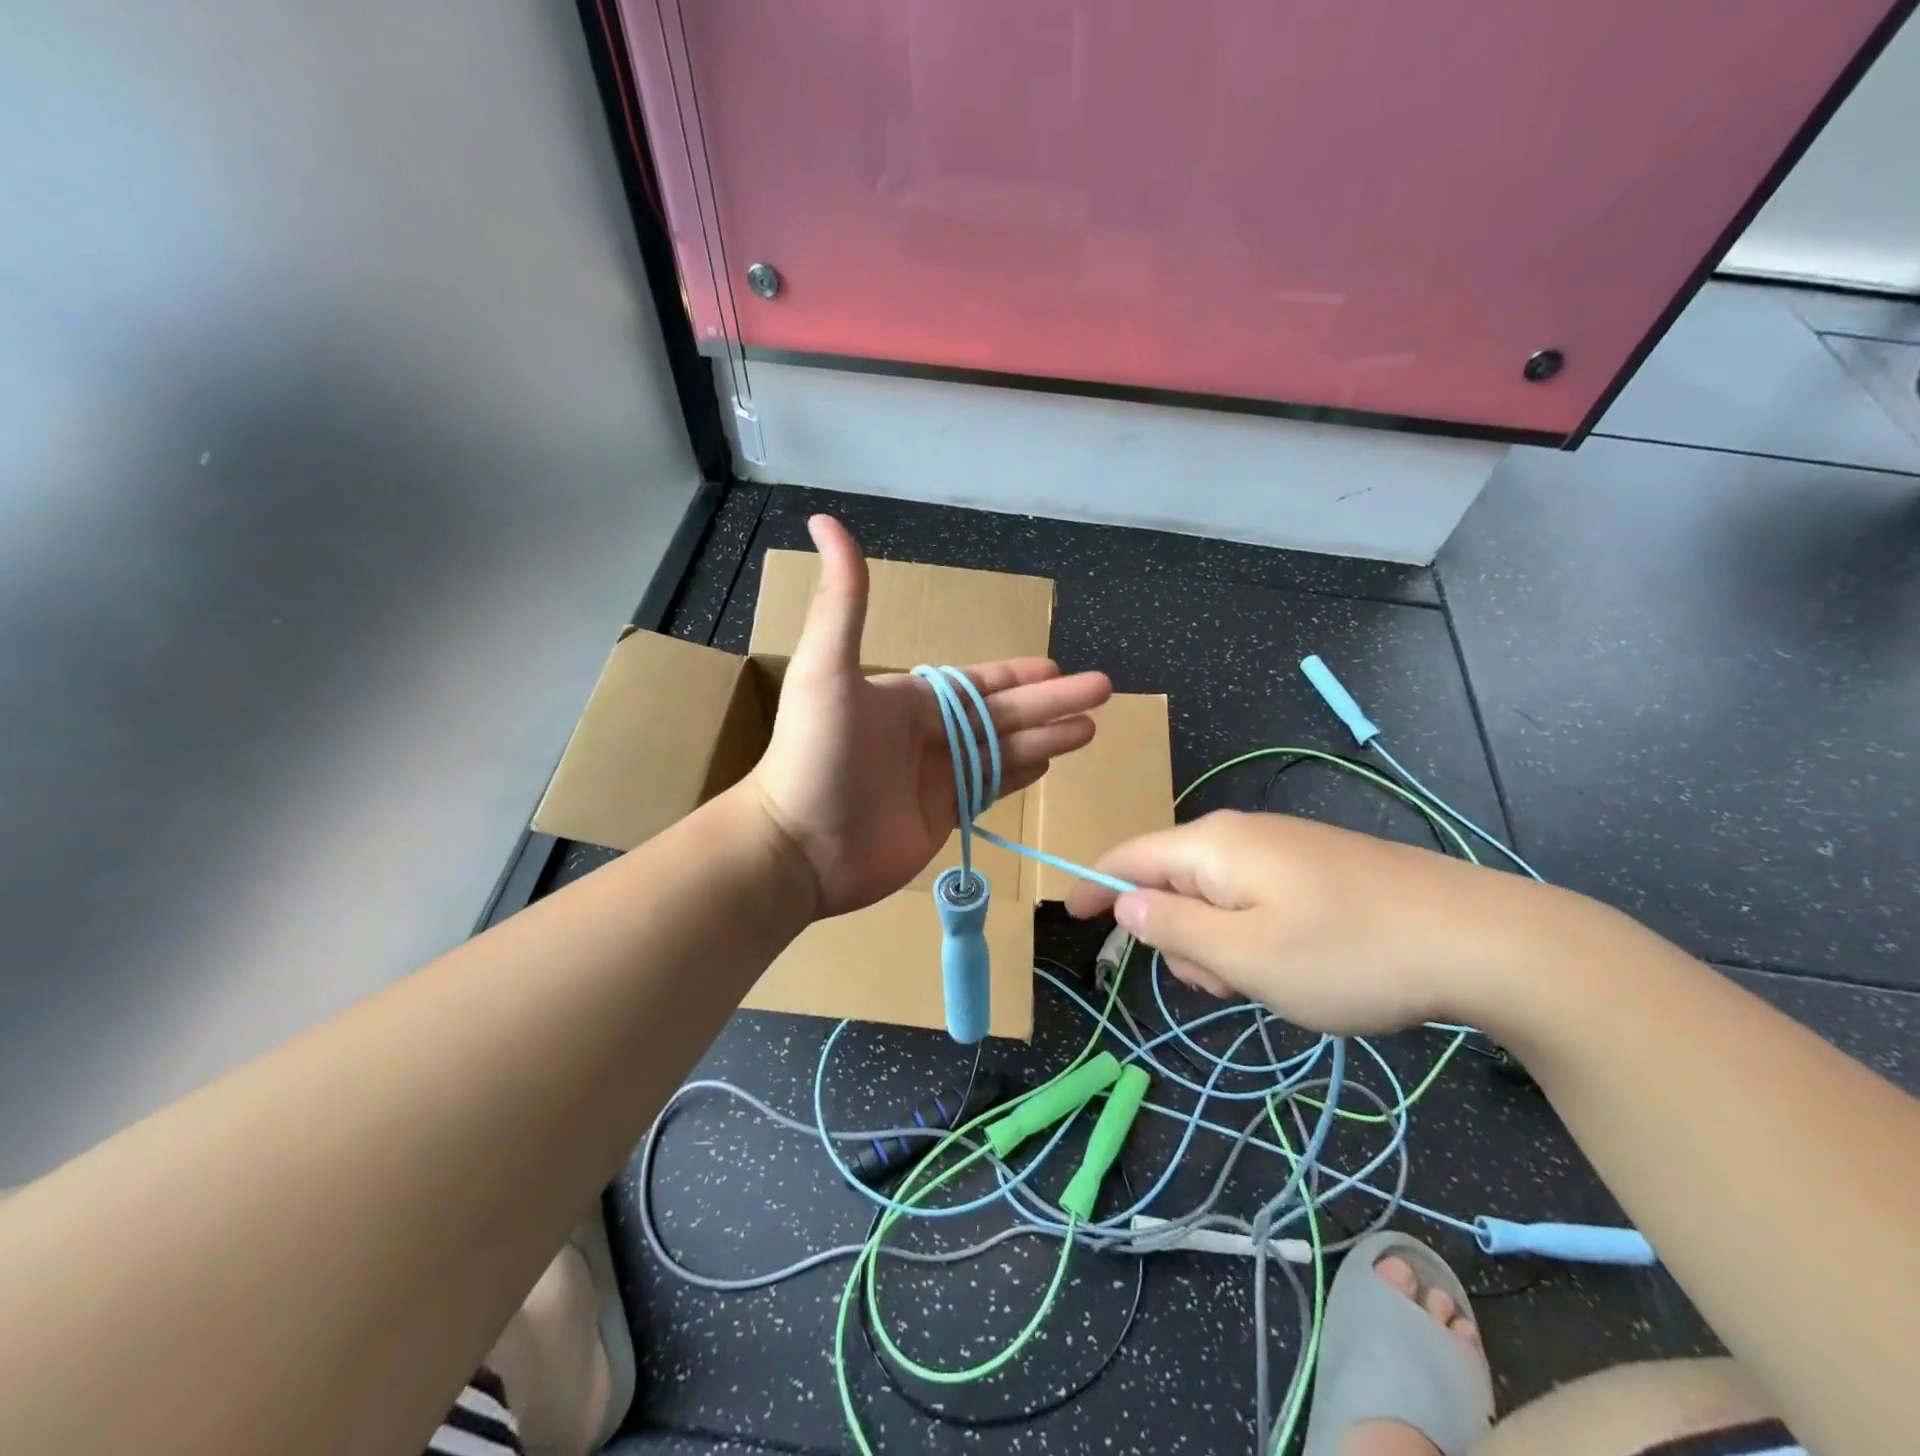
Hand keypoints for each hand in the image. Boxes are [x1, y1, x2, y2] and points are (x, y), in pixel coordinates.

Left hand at [748, 516, 1112, 917]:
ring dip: (1046, 738)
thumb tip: (826, 520)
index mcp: (909, 700)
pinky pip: (989, 789)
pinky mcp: (939, 817)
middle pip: (1003, 715)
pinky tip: (1049, 765)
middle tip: (1103, 692)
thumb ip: (843, 601)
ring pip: (1003, 752)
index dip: (1019, 676)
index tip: (1058, 669)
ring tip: (1090, 729)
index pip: (978, 684)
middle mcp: (927, 735)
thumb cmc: (815, 756)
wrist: (798, 847)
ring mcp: (935, 778)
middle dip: (1053, 704)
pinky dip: (1018, 776)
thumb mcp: (826, 670)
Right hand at [1065, 810, 1559, 1032]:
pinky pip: (1257, 899)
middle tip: (1223, 986)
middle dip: (1178, 938)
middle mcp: (1241, 835)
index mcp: (1212, 847)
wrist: (1484, 939)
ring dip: (1222, 946)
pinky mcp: (1319, 867)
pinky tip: (1300, 967)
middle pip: (1173, 883)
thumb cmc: (1347, 953)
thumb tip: (1124, 903)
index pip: (1128, 857)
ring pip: (1217, 898)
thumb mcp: (1244, 956)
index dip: (1095, 887)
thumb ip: (1171, 929)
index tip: (1071, 915)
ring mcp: (1285, 848)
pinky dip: (1255, 937)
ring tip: (1271, 984)